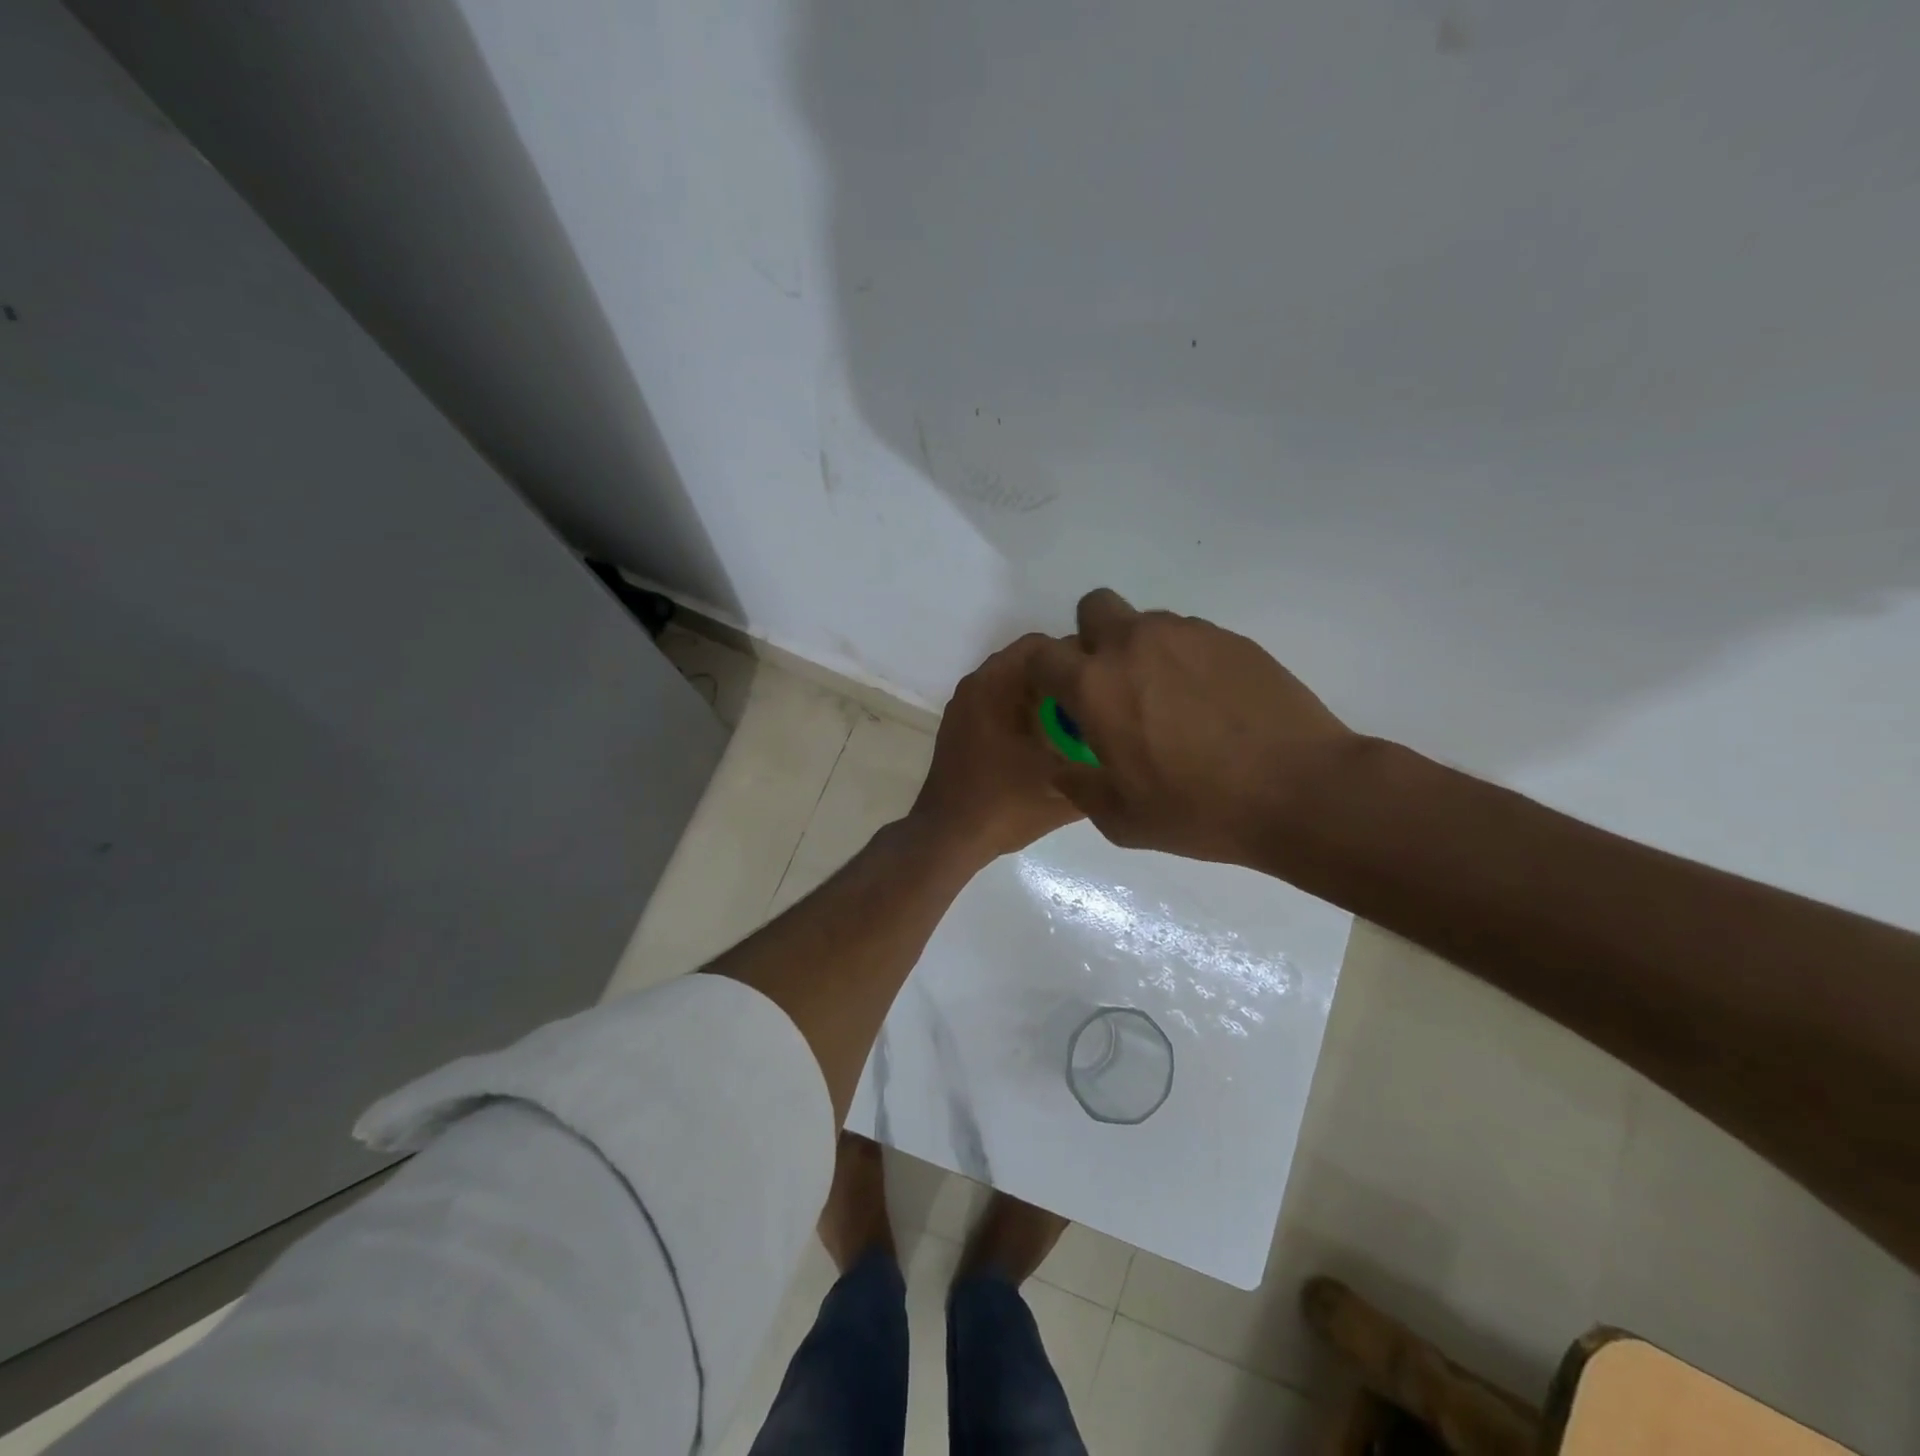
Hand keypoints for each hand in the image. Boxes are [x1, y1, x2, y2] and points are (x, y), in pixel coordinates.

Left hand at [910, 633, 1085, 864]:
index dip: (1079, 658)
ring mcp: (964, 708)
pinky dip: (1024, 712)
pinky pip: (999, 704)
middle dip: (1065, 679)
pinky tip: (1049, 741)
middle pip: (1029, 664)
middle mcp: (975, 686)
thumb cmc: (1004, 804)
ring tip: (1080, 722)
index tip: (1107, 681)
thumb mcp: (1064, 785)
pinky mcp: (961, 729)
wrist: (948, 838)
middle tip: (1100, 702)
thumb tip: (1127, 750)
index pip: (1043, 646)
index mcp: (995, 686)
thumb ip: (1099, 762)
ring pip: (1014, 686)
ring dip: (1045, 697)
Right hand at [1030, 589, 1359, 867]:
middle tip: (1114, 686)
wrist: (1300, 790)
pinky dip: (1186, 661)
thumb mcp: (1121, 819)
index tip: (1058, 701)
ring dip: (1142, 651)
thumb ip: (1079, 786)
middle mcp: (1135, 644)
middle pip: (1094, 607)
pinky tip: (1212, 705)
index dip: (1044, 674)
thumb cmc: (1199, 810)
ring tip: (1171, 703)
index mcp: (1096, 685)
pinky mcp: (1232, 638)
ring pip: (1146, 622)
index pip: (1043, 654)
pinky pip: (1190, 637)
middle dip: (1092, 638)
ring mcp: (1188, 634)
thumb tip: (1065, 767)